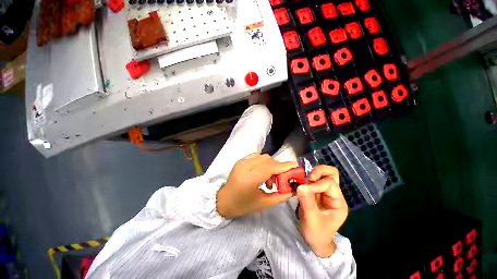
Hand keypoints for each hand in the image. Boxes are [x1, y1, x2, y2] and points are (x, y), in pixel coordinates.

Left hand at [217, 154, 297, 218]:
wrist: (223, 200)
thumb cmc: (241, 204)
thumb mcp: (262, 203)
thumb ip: (279, 196)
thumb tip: (292, 190)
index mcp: (249, 178)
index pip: (270, 167)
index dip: (284, 166)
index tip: (296, 166)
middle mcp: (245, 166)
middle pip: (268, 160)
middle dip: (278, 168)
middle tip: (280, 180)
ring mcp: (242, 161)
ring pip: (263, 157)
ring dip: (270, 165)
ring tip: (269, 180)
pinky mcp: (240, 160)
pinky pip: (257, 157)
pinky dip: (263, 163)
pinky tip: (262, 173)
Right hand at [297, 165, 348, 257]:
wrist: (314, 241)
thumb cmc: (317, 234)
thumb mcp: (312, 220)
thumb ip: (307, 202)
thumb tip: (300, 186)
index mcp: (338, 202)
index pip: (329, 183)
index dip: (316, 184)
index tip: (303, 189)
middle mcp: (333, 194)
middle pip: (331, 173)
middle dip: (319, 171)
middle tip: (308, 177)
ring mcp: (324, 193)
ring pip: (322, 174)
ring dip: (312, 175)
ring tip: (303, 182)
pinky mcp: (315, 193)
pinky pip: (312, 180)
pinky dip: (306, 179)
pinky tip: (300, 183)